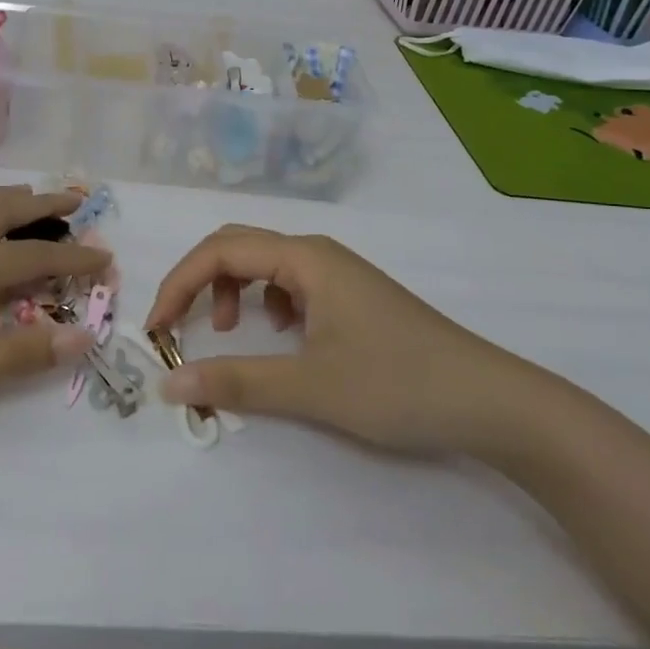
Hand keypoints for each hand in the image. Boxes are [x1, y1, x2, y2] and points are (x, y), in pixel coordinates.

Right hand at [147, 226, 553, 456]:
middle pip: (237, 246)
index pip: (219, 251)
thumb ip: (235, 382)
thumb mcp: (309, 387)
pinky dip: (264, 303)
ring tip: (230, 332)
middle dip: (198, 281)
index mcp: (304, 258)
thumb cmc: (398, 385)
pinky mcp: (351, 297)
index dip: (178, 284)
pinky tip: (280, 335)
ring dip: (231, 290)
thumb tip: (169, 383)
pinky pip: (290, 284)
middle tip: (177, 325)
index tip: (156, 330)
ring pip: (263, 264)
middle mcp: (317, 254)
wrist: (492, 402)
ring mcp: (338, 274)